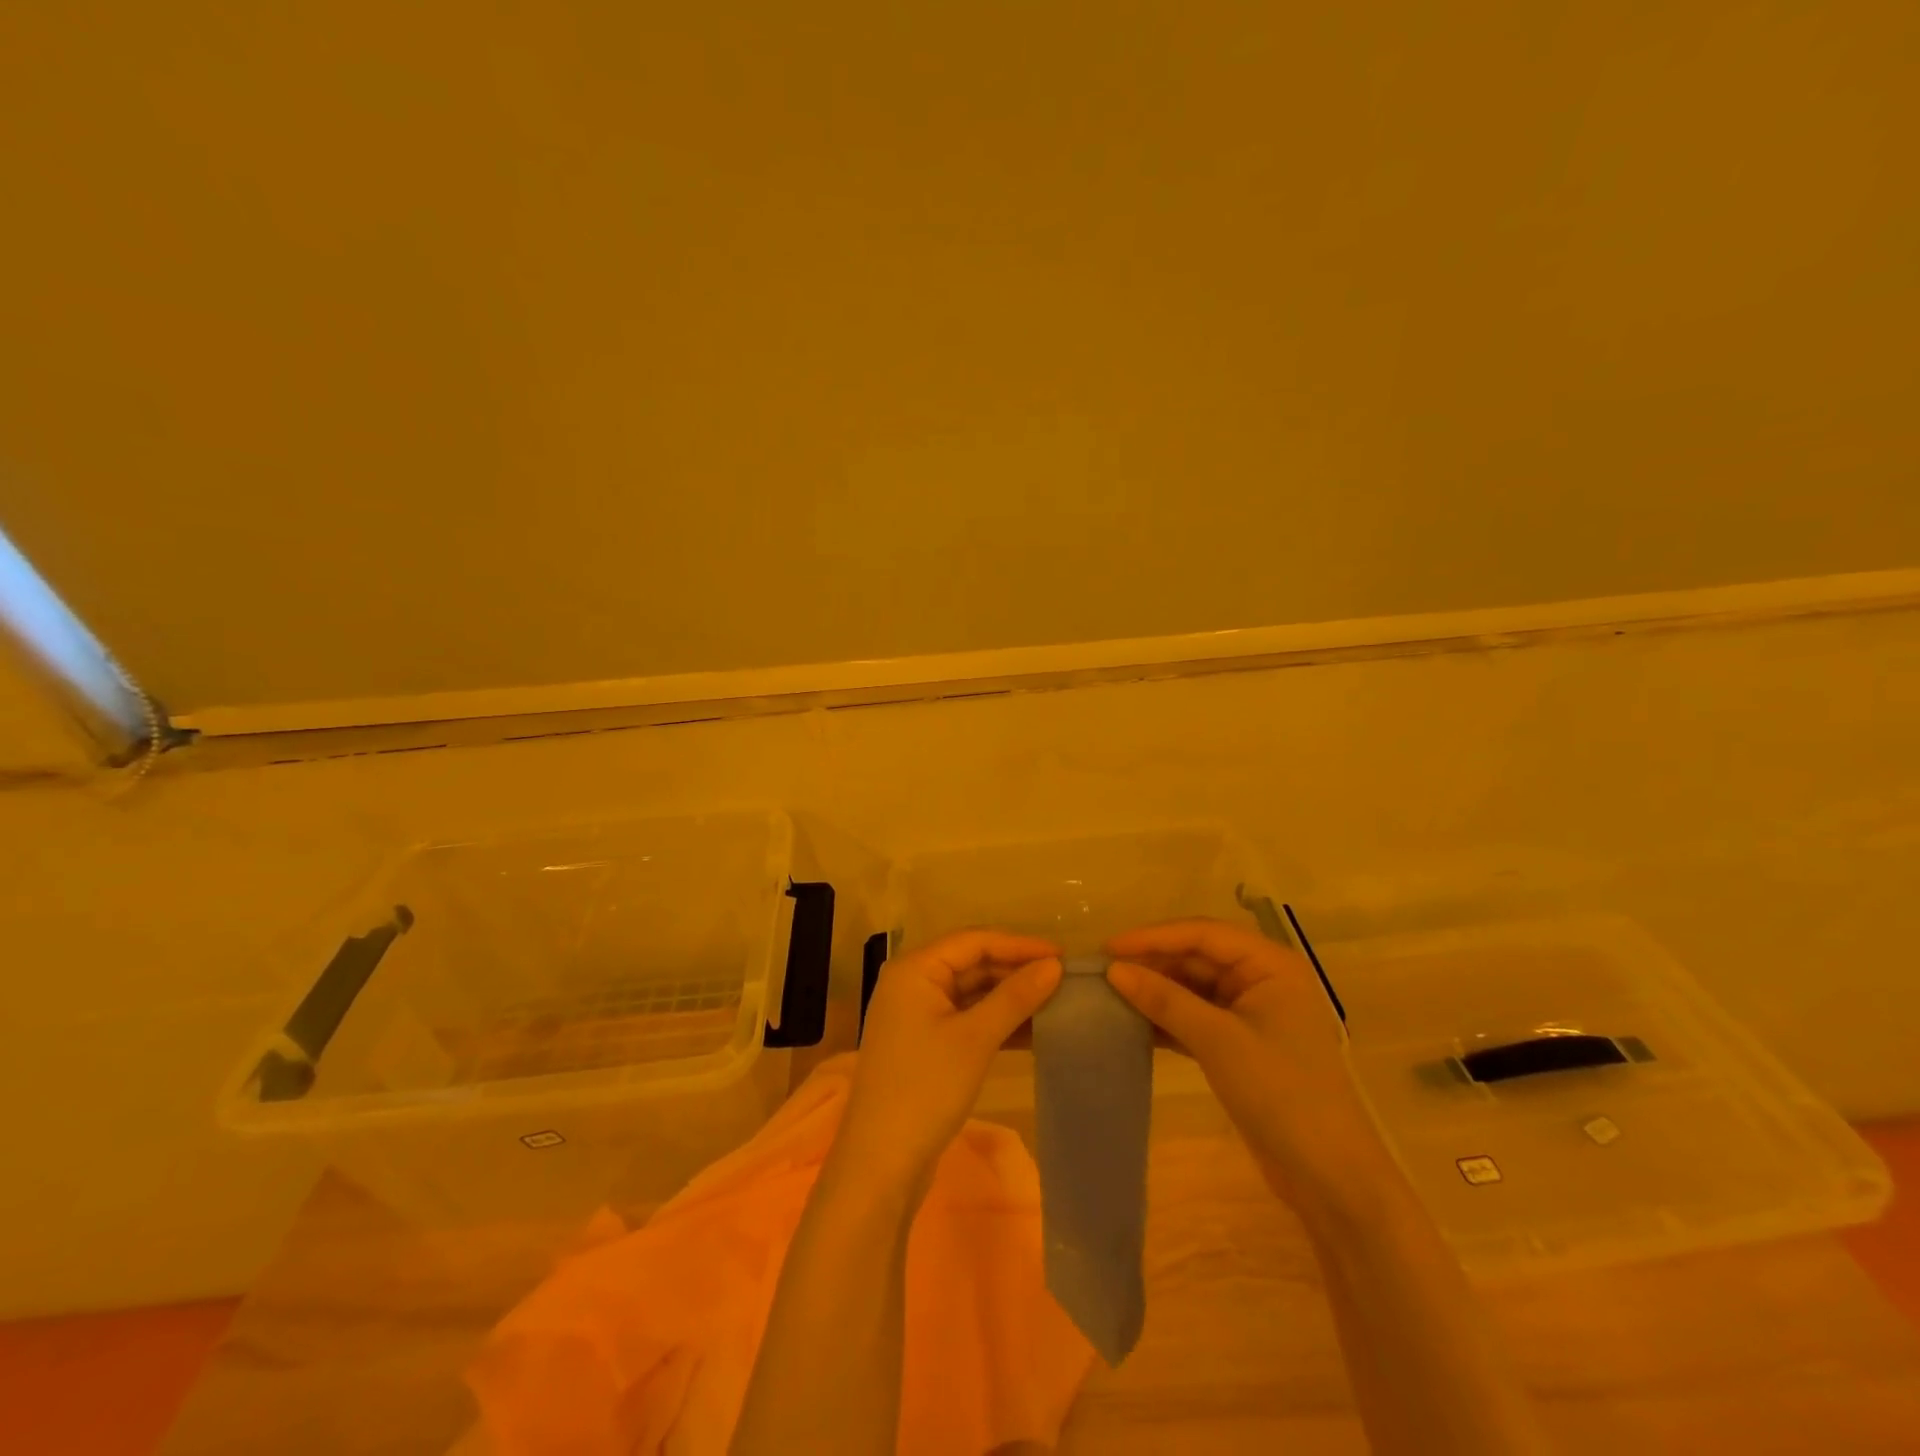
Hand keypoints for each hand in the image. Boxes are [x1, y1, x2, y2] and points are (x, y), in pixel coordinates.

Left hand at [834, 930, 1062, 1191]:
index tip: (1062, 955)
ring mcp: (916, 1015)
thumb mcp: (975, 1039)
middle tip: (1063, 979)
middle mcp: (912, 983)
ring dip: (1010, 997)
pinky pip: (966, 1019)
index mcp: (914, 969)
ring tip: (1056, 1002)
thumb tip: (1054, 965)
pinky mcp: (925, 1044)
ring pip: (971, 993)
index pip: (973, 941)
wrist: (881, 1164)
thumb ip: (1015, 997)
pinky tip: (1033, 1031)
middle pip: (971, 963)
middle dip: (1016, 970)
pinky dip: (996, 1022)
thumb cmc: (926, 1088)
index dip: (1019, 945)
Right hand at [1104, 919, 1394, 1212]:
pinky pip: (1197, 1016)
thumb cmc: (1281, 1093)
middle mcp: (1263, 979)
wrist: (1330, 1177)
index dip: (1153, 936)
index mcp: (1271, 964)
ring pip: (1194, 986)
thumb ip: (1165, 999)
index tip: (1108, 947)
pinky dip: (1168, 1018)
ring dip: (1157, 990)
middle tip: (1103, 970)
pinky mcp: (1241, 1044)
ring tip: (1111, 993)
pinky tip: (1133, 1022)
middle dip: (1153, 962)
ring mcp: (1252, 1013)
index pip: (1203, 933)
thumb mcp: (1218, 1041)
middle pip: (1198, 956)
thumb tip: (1113, 970)